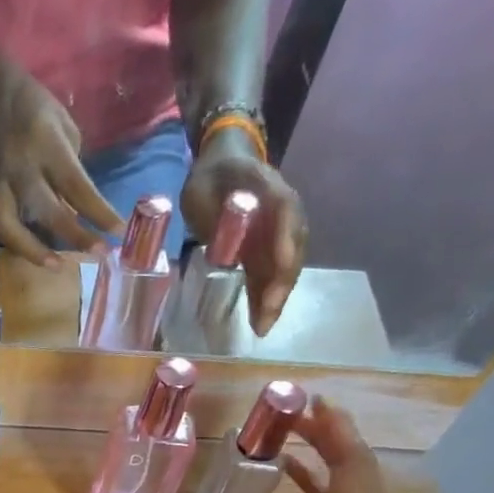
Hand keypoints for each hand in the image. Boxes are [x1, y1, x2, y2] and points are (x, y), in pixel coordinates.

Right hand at [0, 71, 123, 267]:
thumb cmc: (36, 107)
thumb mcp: (64, 128)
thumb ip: (71, 169)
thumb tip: (77, 208)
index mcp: (46, 143)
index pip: (76, 186)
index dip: (98, 213)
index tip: (118, 232)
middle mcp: (21, 166)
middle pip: (49, 212)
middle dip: (76, 237)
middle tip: (99, 255)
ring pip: (13, 229)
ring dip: (36, 252)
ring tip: (59, 266)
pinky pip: (1, 227)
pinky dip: (19, 245)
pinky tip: (36, 255)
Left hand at [181, 129, 307, 334]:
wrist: (223, 165)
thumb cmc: (209, 177)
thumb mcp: (201, 187)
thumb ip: (213, 210)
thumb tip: (223, 242)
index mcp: (267, 189)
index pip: (285, 212)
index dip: (285, 240)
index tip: (282, 265)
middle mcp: (283, 211)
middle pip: (291, 248)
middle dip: (281, 284)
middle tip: (266, 317)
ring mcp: (279, 231)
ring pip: (285, 266)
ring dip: (276, 297)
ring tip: (262, 327)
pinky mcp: (269, 248)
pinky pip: (272, 273)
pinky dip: (267, 296)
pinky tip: (259, 320)